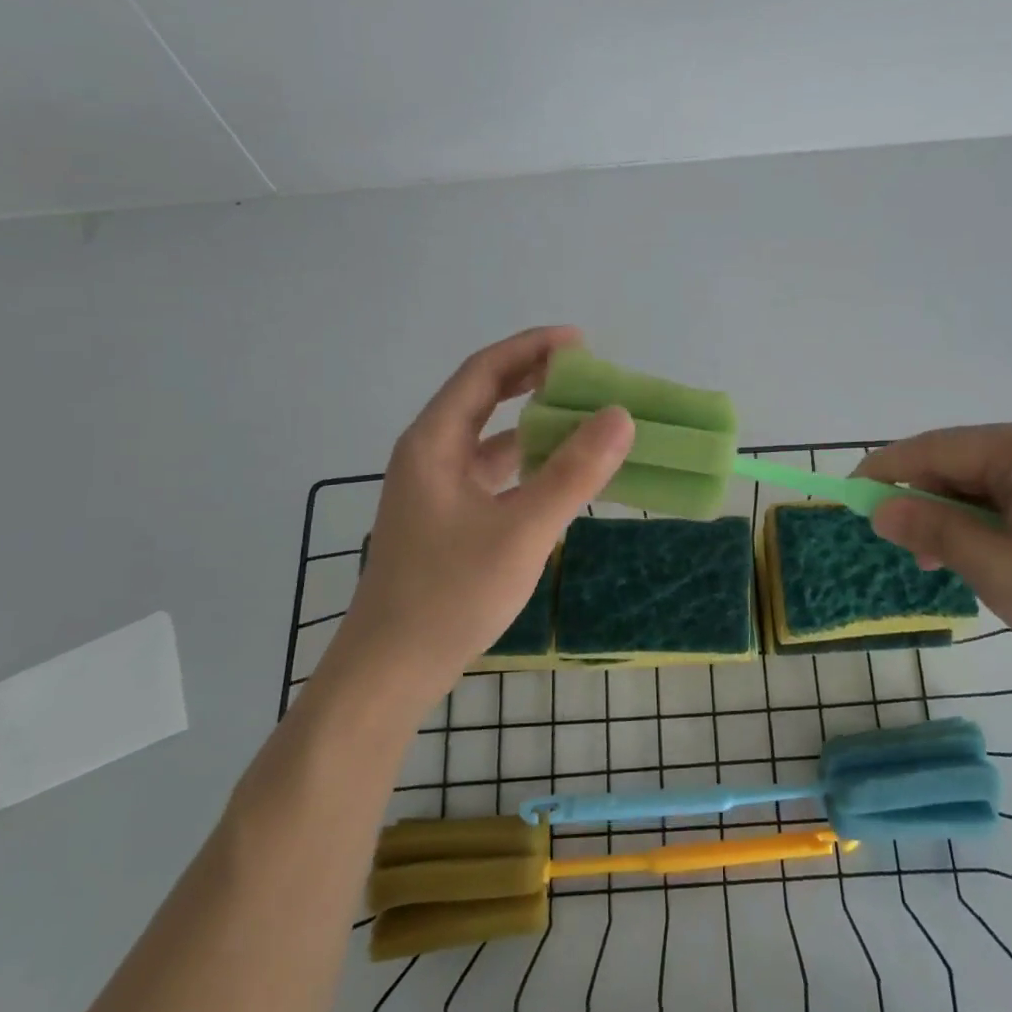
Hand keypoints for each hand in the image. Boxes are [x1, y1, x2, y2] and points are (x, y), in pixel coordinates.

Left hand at [329, 327, 632, 704]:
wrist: (391, 670)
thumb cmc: (449, 595)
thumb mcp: (521, 532)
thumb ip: (572, 474)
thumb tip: (620, 417)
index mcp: (434, 442)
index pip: (485, 371)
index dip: (532, 347)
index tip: (581, 341)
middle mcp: (430, 453)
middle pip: (484, 396)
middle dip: (534, 376)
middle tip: (587, 370)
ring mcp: (436, 487)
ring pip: (489, 435)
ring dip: (533, 419)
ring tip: (583, 413)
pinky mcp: (447, 516)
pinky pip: (493, 470)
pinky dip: (527, 460)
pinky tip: (559, 470)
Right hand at [856, 422, 1011, 682]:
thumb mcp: (1000, 571)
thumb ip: (935, 533)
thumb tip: (880, 509)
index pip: (939, 448)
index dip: (887, 470)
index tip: (849, 494)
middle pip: (960, 461)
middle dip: (924, 500)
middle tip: (901, 546)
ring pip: (982, 480)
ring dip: (953, 515)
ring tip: (939, 562)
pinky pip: (1010, 493)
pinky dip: (983, 520)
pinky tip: (977, 553)